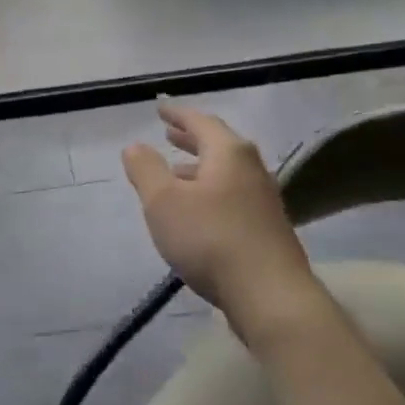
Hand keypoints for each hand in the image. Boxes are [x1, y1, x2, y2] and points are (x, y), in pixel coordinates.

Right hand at [122, 102, 322, 344]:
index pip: (201, 122)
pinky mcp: (266, 228)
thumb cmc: (210, 239)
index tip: (160, 108)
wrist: (270, 295)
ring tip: (176, 173)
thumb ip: (146, 170)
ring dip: (199, 168)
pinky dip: (210, 191)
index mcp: (229, 153)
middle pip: (219, 144)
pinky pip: (232, 196)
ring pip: (226, 173)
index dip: (177, 114)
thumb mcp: (163, 202)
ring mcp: (263, 200)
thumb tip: (135, 146)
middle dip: (191, 138)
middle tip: (168, 134)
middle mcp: (251, 169)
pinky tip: (198, 212)